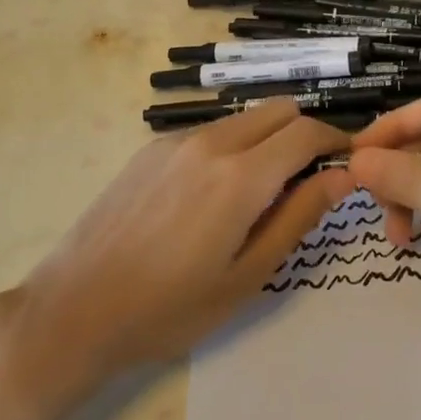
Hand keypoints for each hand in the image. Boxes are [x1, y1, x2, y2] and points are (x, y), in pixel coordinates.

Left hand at [11, 100, 353, 403]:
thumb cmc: (169, 308)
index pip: (307, 132)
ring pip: (244, 118)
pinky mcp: (151, 148)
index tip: (346, 165)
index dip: (336, 143)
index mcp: (240, 176)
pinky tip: (208, 198)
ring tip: (254, 197)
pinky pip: (209, 132)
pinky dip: (230, 148)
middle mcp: (211, 142)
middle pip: (279, 110)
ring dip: (266, 141)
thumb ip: (298, 217)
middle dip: (303, 135)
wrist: (74, 309)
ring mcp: (176, 141)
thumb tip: (341, 176)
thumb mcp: (247, 276)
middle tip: (302, 183)